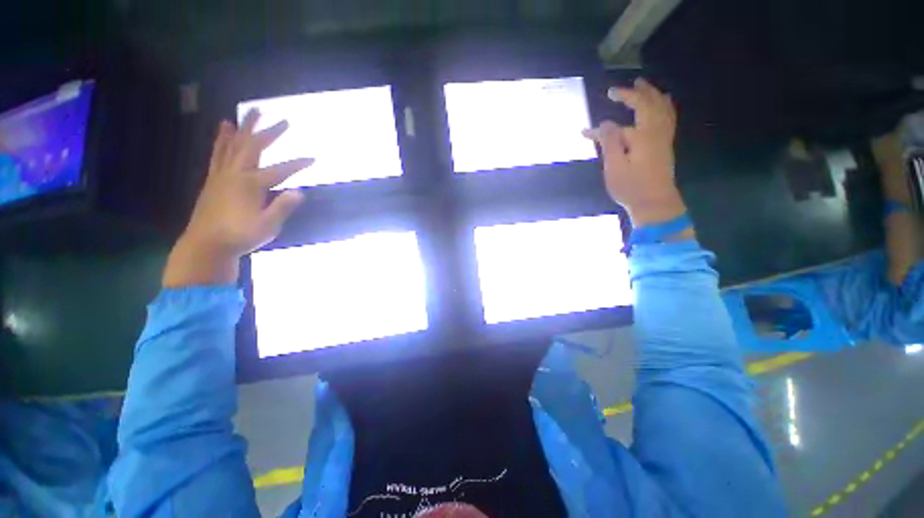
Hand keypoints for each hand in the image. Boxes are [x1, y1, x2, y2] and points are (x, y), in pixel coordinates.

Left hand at [163, 110, 312, 286]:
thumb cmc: (240, 236)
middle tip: (282, 120)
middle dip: (269, 133)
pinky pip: (218, 153)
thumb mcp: (268, 226)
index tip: (313, 158)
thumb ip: (283, 207)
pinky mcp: (213, 179)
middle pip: (253, 147)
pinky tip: (224, 131)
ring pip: (233, 145)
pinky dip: (222, 139)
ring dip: (243, 128)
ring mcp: (222, 174)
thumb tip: (300, 192)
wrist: (206, 244)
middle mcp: (236, 174)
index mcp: (251, 185)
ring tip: (249, 113)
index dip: (298, 164)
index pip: (281, 170)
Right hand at [584, 78, 685, 225]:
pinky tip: (661, 107)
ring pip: (664, 109)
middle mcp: (657, 131)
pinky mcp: (665, 147)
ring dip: (655, 95)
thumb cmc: (631, 187)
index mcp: (644, 135)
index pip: (635, 108)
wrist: (654, 203)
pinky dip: (664, 107)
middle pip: (653, 103)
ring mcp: (664, 138)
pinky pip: (668, 119)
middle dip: (640, 91)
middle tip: (630, 84)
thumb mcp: (614, 167)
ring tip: (647, 87)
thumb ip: (609, 142)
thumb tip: (605, 122)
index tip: (608, 94)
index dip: (623, 98)